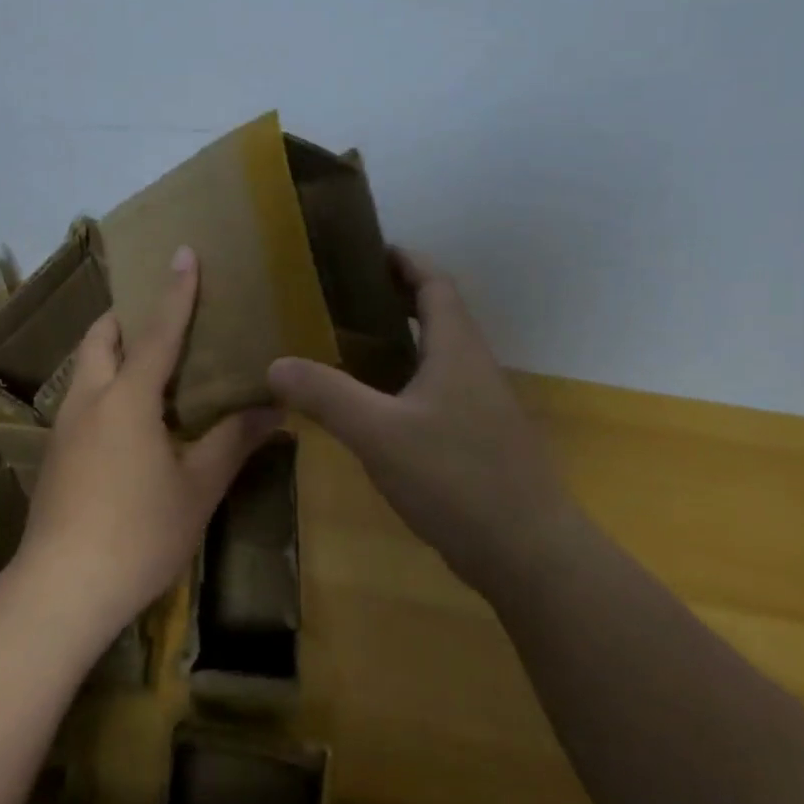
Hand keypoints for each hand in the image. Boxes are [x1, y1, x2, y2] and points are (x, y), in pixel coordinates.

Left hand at [16, 246, 279, 648]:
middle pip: (100, 338)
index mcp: (127, 398)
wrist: (61, 589)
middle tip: (159, 316)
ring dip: (111, 353)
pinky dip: (105, 388)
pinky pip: (82, 400)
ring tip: (148, 364)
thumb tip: (275, 408)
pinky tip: (129, 422)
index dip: (175, 291)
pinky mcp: (54, 455)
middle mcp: (89, 400)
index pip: (157, 332)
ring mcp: (65, 428)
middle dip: (125, 317)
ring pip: (85, 369)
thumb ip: (234, 441)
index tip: (183, 252)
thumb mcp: (198, 488)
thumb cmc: (139, 532)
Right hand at [268, 248, 572, 590]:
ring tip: (347, 346)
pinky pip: (437, 393)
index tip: (368, 249)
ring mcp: (481, 407)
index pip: (435, 283)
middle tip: (341, 299)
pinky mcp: (478, 441)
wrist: (528, 554)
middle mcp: (474, 368)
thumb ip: (327, 395)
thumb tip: (275, 364)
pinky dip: (405, 382)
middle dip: (395, 298)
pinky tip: (373, 408)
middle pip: (438, 315)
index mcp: (457, 349)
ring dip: (400, 342)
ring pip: (437, 357)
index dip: (405, 260)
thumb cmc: (457, 478)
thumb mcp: (380, 433)